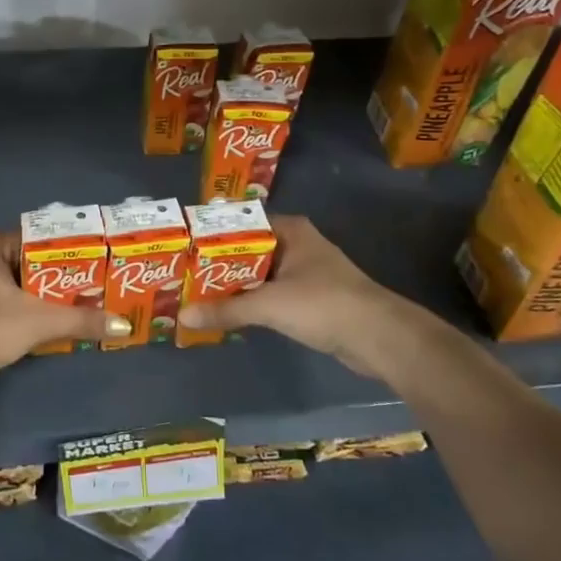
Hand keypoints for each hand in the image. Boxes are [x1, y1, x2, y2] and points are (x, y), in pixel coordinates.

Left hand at [0, 231, 130, 398]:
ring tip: (89, 306)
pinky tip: (59, 327)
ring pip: (25, 288)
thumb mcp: (38, 321)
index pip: (42, 238)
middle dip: (66, 278)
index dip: (73, 250)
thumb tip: (124, 325)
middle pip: (35, 264)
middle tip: (102, 286)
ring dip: (51, 300)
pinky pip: (14, 307)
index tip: (102, 260)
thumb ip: (81, 320)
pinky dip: (34, 315)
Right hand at [179, 215, 417, 378]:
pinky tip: (229, 313)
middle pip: (249, 250)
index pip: (242, 223)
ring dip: (235, 285)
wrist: (378, 336)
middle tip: (182, 273)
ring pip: (260, 274)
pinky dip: (253, 302)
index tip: (183, 247)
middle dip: (219, 264)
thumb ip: (226, 309)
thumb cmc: (323, 303)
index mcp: (290, 230)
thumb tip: (183, 315)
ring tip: (197, 293)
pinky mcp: (312, 299)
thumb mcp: (269, 305)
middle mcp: (298, 244)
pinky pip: (272, 294)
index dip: (213, 235)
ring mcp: (307, 272)